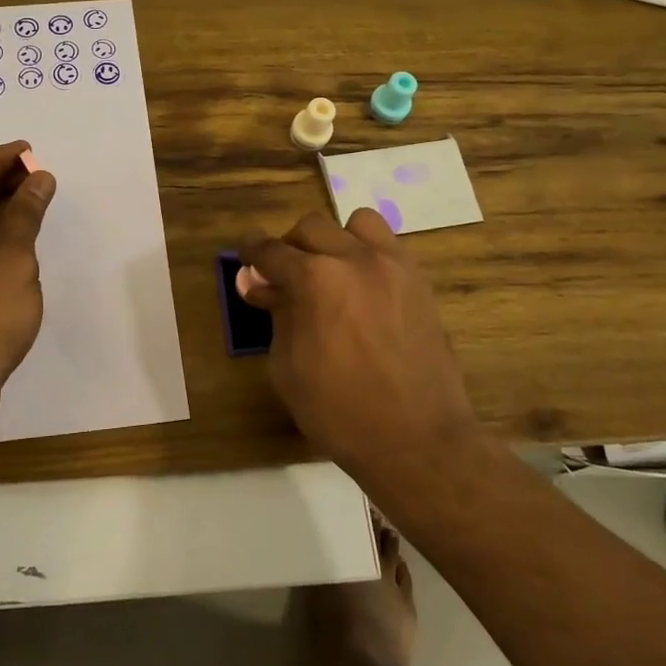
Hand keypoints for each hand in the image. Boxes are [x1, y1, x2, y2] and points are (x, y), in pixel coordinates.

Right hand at [239, 209, 476, 484]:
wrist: (419, 442)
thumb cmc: (339, 412)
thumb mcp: (286, 367)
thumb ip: (275, 315)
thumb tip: (261, 285)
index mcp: (314, 279)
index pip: (271, 251)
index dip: (251, 255)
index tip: (245, 262)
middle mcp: (354, 258)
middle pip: (311, 227)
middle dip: (290, 248)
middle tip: (284, 278)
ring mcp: (393, 266)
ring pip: (356, 223)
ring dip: (335, 241)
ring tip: (331, 272)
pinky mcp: (419, 282)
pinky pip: (388, 246)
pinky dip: (367, 254)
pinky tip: (361, 288)